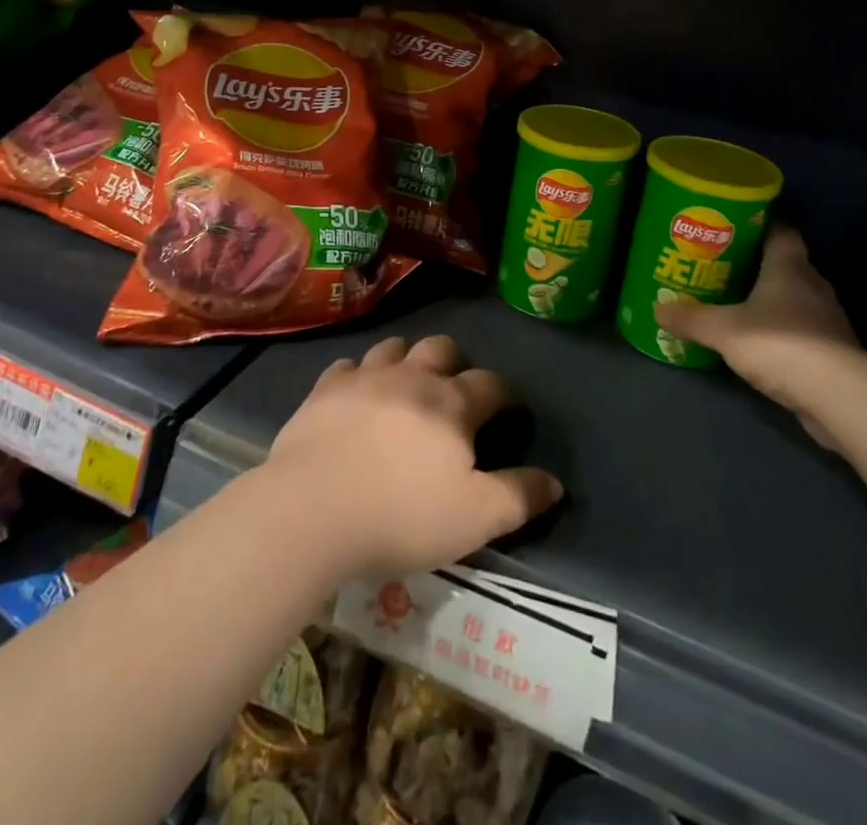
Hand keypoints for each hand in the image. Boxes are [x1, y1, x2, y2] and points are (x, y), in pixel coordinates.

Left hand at [263, 334, 563, 578]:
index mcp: (452, 404)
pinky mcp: (325, 388)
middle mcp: (412, 377)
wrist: (312, 510)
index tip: (508, 412)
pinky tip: (356, 395)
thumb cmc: (401, 516)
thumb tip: (555, 482)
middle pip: (442, 348)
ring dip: (407, 360)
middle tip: (454, 392)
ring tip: (406, 385)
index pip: (492, 383)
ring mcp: (365, 376)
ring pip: (395, 347)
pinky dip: (359, 375)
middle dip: (455, 363)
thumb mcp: (474, 519)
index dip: (506, 395)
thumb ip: (518, 497)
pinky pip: (348, 365)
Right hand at [655, 226, 863, 448]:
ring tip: (734, 304)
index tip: (734, 226)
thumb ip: (690, 318)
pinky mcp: (832, 351)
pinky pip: (800, 329)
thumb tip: (656, 309)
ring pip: (793, 298)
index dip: (759, 225)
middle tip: (721, 266)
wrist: (837, 396)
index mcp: (790, 267)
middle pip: (785, 265)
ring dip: (769, 300)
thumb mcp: (722, 330)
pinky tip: (757, 341)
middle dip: (756, 265)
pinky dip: (780, 330)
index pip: (780, 231)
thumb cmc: (779, 343)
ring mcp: (826, 319)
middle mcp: (813, 285)